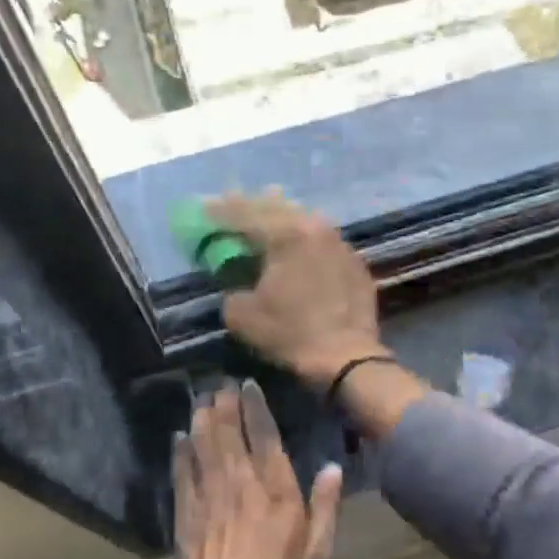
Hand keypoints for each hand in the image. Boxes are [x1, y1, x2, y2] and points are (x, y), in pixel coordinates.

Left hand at [160, 380, 342, 558]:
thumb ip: (325, 510)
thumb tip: (333, 468)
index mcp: (276, 492)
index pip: (264, 435)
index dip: (255, 406)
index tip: (248, 384)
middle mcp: (240, 484)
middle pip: (228, 432)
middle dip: (224, 403)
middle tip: (221, 382)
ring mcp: (207, 498)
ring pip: (203, 444)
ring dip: (202, 417)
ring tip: (202, 396)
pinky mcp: (184, 516)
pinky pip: (181, 472)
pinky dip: (180, 451)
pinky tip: (179, 436)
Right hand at [206, 193, 384, 391]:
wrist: (346, 357)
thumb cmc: (291, 333)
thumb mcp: (243, 315)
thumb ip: (231, 288)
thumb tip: (236, 283)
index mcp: (285, 234)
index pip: (245, 213)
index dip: (221, 210)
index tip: (204, 206)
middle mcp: (314, 227)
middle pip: (277, 207)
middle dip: (251, 205)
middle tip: (232, 201)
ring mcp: (339, 242)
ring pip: (304, 219)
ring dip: (281, 217)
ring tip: (265, 217)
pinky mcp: (354, 261)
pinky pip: (322, 240)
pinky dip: (304, 239)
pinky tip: (298, 247)